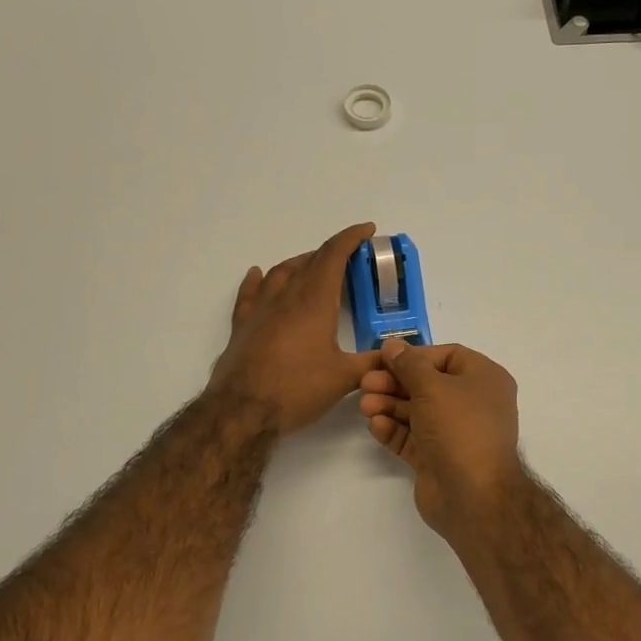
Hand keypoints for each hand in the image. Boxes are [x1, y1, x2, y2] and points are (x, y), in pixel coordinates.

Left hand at [206, 223, 381, 435]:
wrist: (242, 410)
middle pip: (310, 261)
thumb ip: (373, 363)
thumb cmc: (297, 389)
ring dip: (300, 262)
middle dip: (332, 253)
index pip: (334, 256)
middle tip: (349, 257)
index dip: (351, 238)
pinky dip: (258, 279)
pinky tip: (258, 274)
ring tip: (313, 265)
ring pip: (281, 272)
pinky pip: (250, 292)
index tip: (367, 230)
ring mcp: (261, 309)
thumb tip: (397, 357)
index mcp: (315, 301)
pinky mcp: (243, 325)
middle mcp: (287, 296)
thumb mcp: (344, 378)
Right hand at [358, 340, 525, 543]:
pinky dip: (394, 429)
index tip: (385, 359)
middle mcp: (472, 403)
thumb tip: (392, 344)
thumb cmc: (459, 427)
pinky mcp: (437, 458)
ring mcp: (455, 433)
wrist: (473, 495)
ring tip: (365, 405)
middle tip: (365, 383)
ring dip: (389, 405)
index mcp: (484, 379)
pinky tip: (375, 425)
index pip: (447, 356)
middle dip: (395, 382)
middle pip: (427, 384)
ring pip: (417, 411)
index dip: (415, 356)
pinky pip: (413, 437)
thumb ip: (408, 364)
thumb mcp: (432, 387)